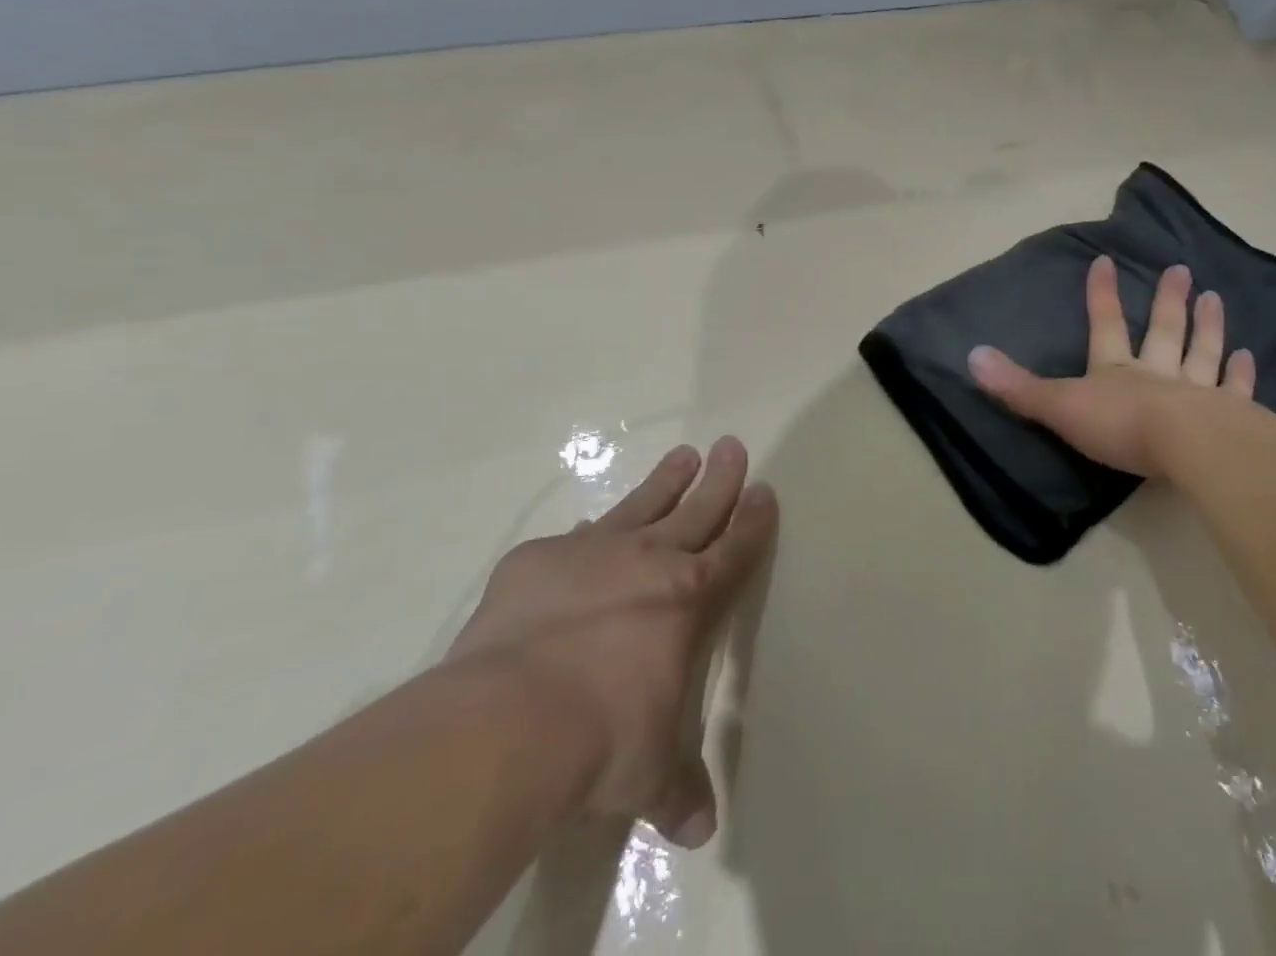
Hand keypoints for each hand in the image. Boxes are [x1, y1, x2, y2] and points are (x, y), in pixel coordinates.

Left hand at [444, 437, 776, 847]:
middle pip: (696, 508)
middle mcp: (648, 560)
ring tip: (682, 455)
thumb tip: (699, 831)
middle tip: (731, 445)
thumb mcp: (647, 773)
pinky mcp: (537, 559)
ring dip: (665, 481)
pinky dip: (583, 536)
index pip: (734, 549)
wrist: (512, 718)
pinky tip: (582, 531)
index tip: (764, 489)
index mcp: (687, 599)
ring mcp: (592, 551)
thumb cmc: (603, 741)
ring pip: (641, 504)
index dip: (752, 520)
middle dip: (719, 478)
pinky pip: (570, 539)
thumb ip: (677, 789)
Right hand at [969, 256, 1254, 478]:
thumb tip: (971, 355)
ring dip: (1207, 325)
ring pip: (1202, 352)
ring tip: (1214, 297)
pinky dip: (1241, 373)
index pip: (1105, 324)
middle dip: (1168, 301)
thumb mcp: (1059, 406)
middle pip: (1162, 331)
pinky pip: (1235, 389)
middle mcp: (1157, 373)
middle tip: (1180, 269)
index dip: (1101, 295)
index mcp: (1116, 370)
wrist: (1189, 449)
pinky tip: (1248, 355)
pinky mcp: (1230, 417)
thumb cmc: (1121, 426)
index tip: (1104, 260)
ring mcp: (1197, 393)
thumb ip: (1017, 386)